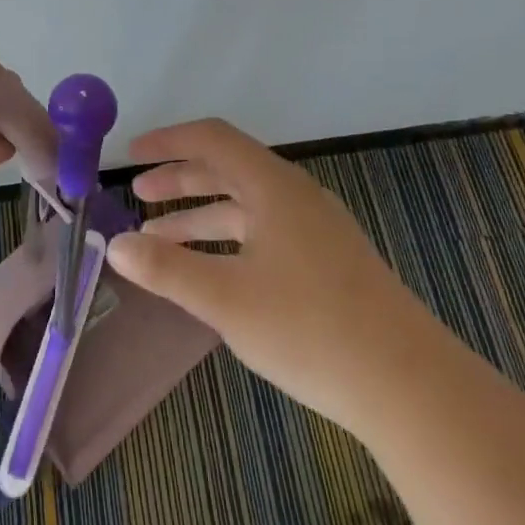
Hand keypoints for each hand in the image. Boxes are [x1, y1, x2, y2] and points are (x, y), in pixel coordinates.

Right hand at [107, 118, 407, 429]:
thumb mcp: (225, 298)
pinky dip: (228, 240)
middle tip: (139, 195)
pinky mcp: (329, 262)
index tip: (131, 154)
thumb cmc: (309, 329)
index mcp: (273, 186)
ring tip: (158, 239)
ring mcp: (317, 229)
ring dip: (201, 215)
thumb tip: (115, 244)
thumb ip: (166, 268)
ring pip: (247, 205)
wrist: (409, 385)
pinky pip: (265, 232)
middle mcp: (297, 196)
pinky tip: (212, 270)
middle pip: (228, 169)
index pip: (212, 140)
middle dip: (180, 179)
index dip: (168, 142)